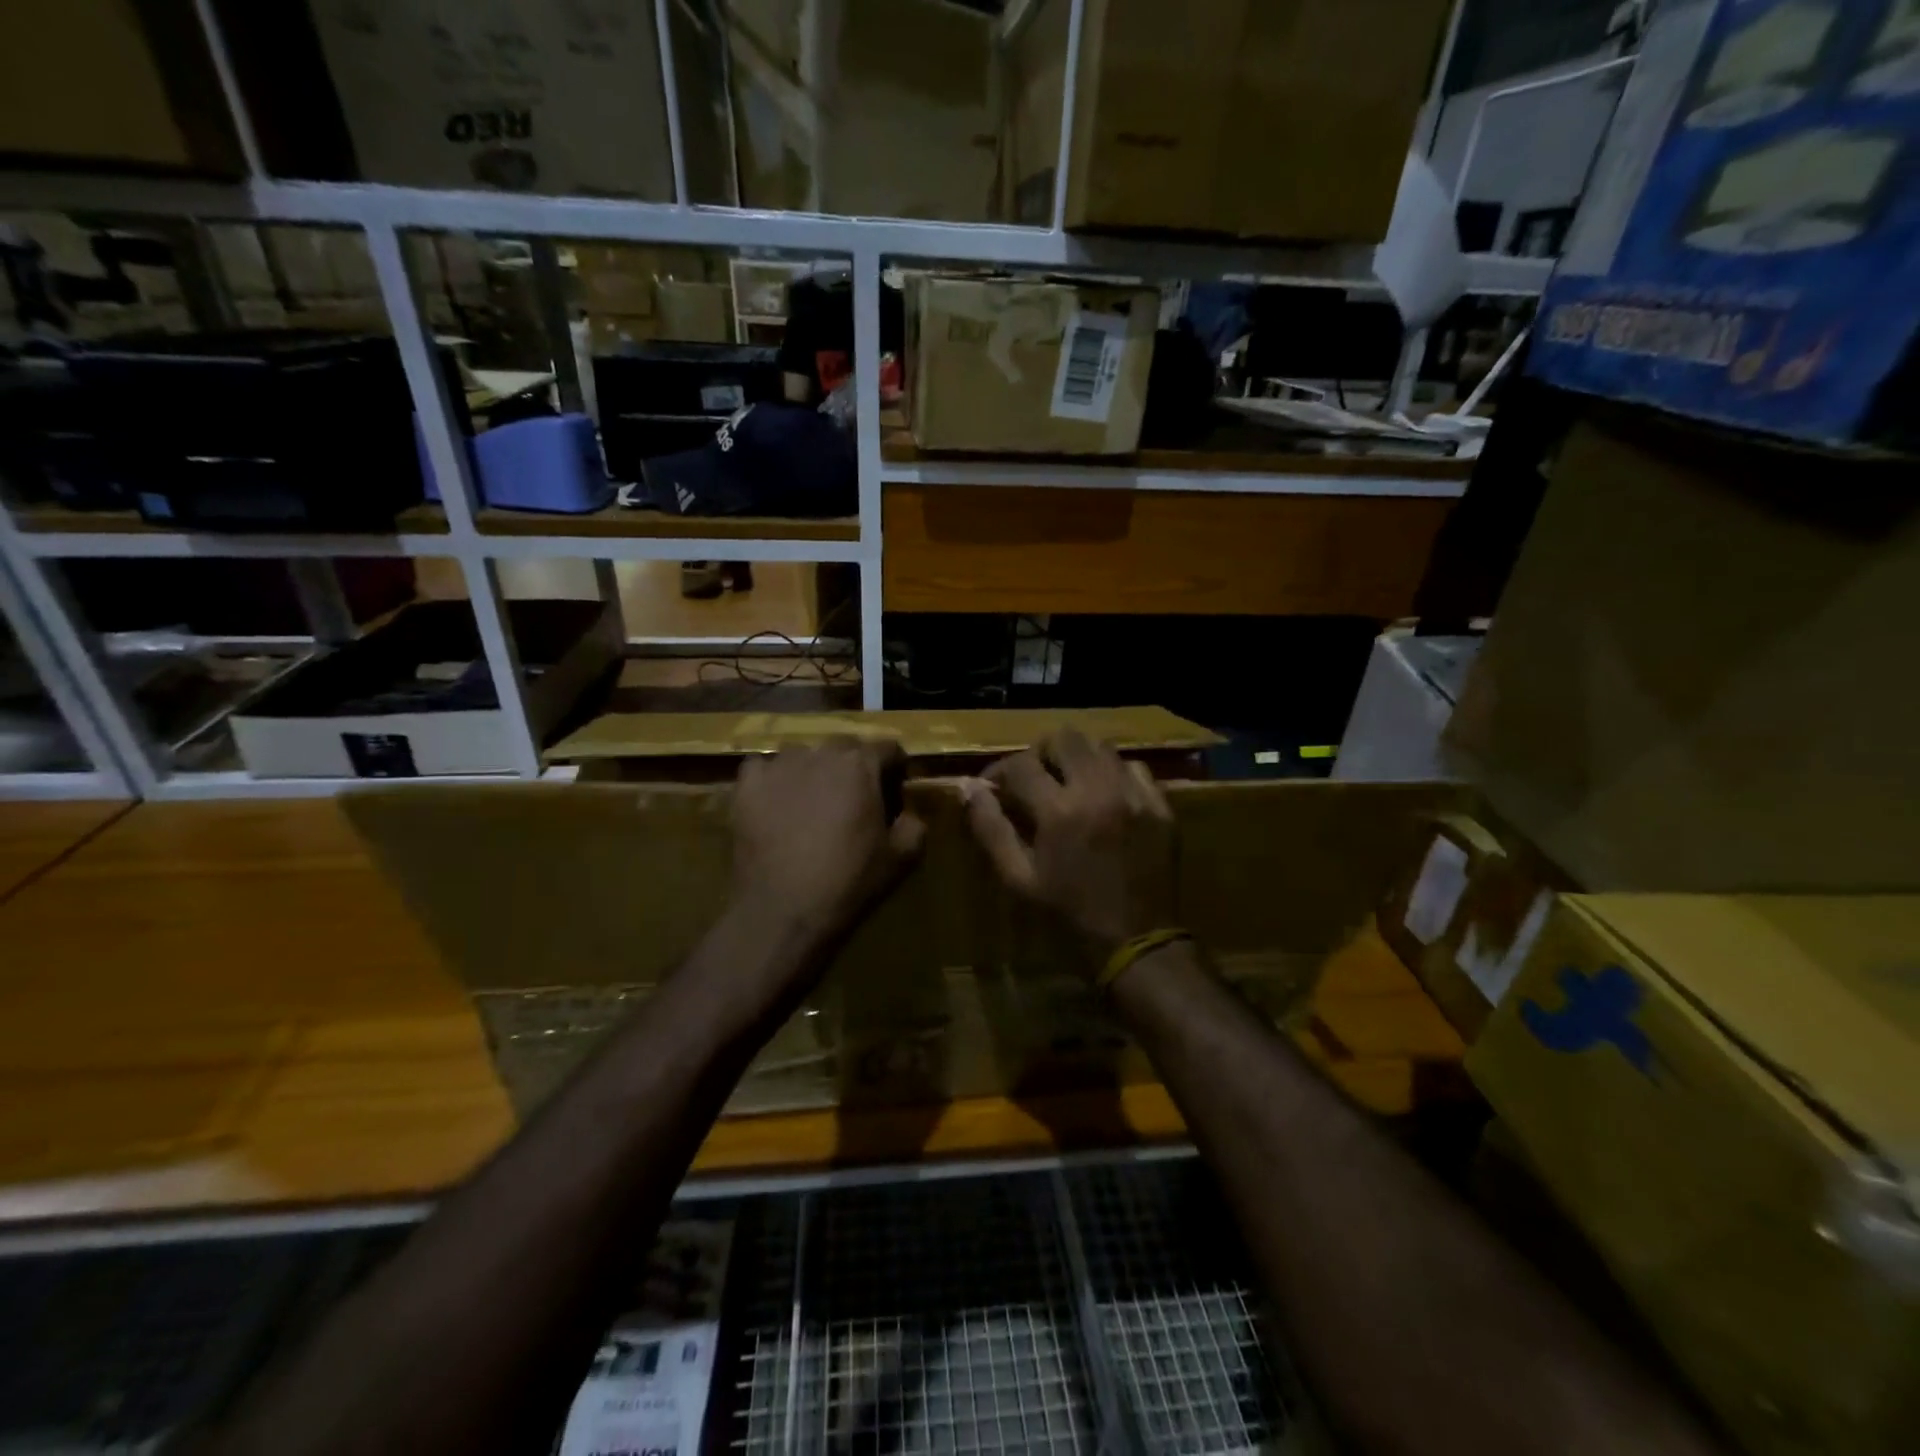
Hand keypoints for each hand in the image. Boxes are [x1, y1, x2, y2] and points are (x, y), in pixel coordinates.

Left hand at [730, 737, 926, 950]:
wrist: (782, 910)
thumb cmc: (848, 882)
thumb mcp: (901, 858)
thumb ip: (915, 825)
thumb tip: (909, 813)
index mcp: (861, 765)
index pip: (888, 748)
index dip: (895, 769)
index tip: (894, 792)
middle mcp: (820, 753)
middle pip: (845, 747)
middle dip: (854, 767)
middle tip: (854, 800)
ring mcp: (779, 765)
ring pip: (802, 755)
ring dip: (813, 770)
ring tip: (811, 802)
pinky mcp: (747, 785)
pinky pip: (762, 767)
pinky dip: (771, 780)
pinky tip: (774, 803)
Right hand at [965, 728, 1176, 965]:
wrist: (1137, 942)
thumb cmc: (1068, 914)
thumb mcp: (1019, 878)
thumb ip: (991, 829)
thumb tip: (969, 788)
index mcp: (1059, 811)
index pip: (1020, 765)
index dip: (998, 771)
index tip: (994, 786)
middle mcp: (1098, 791)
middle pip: (1064, 738)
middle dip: (1041, 753)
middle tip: (1034, 777)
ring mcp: (1134, 795)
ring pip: (1101, 746)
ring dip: (1078, 758)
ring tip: (1069, 783)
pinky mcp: (1160, 806)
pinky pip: (1134, 768)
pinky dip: (1113, 773)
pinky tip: (1105, 796)